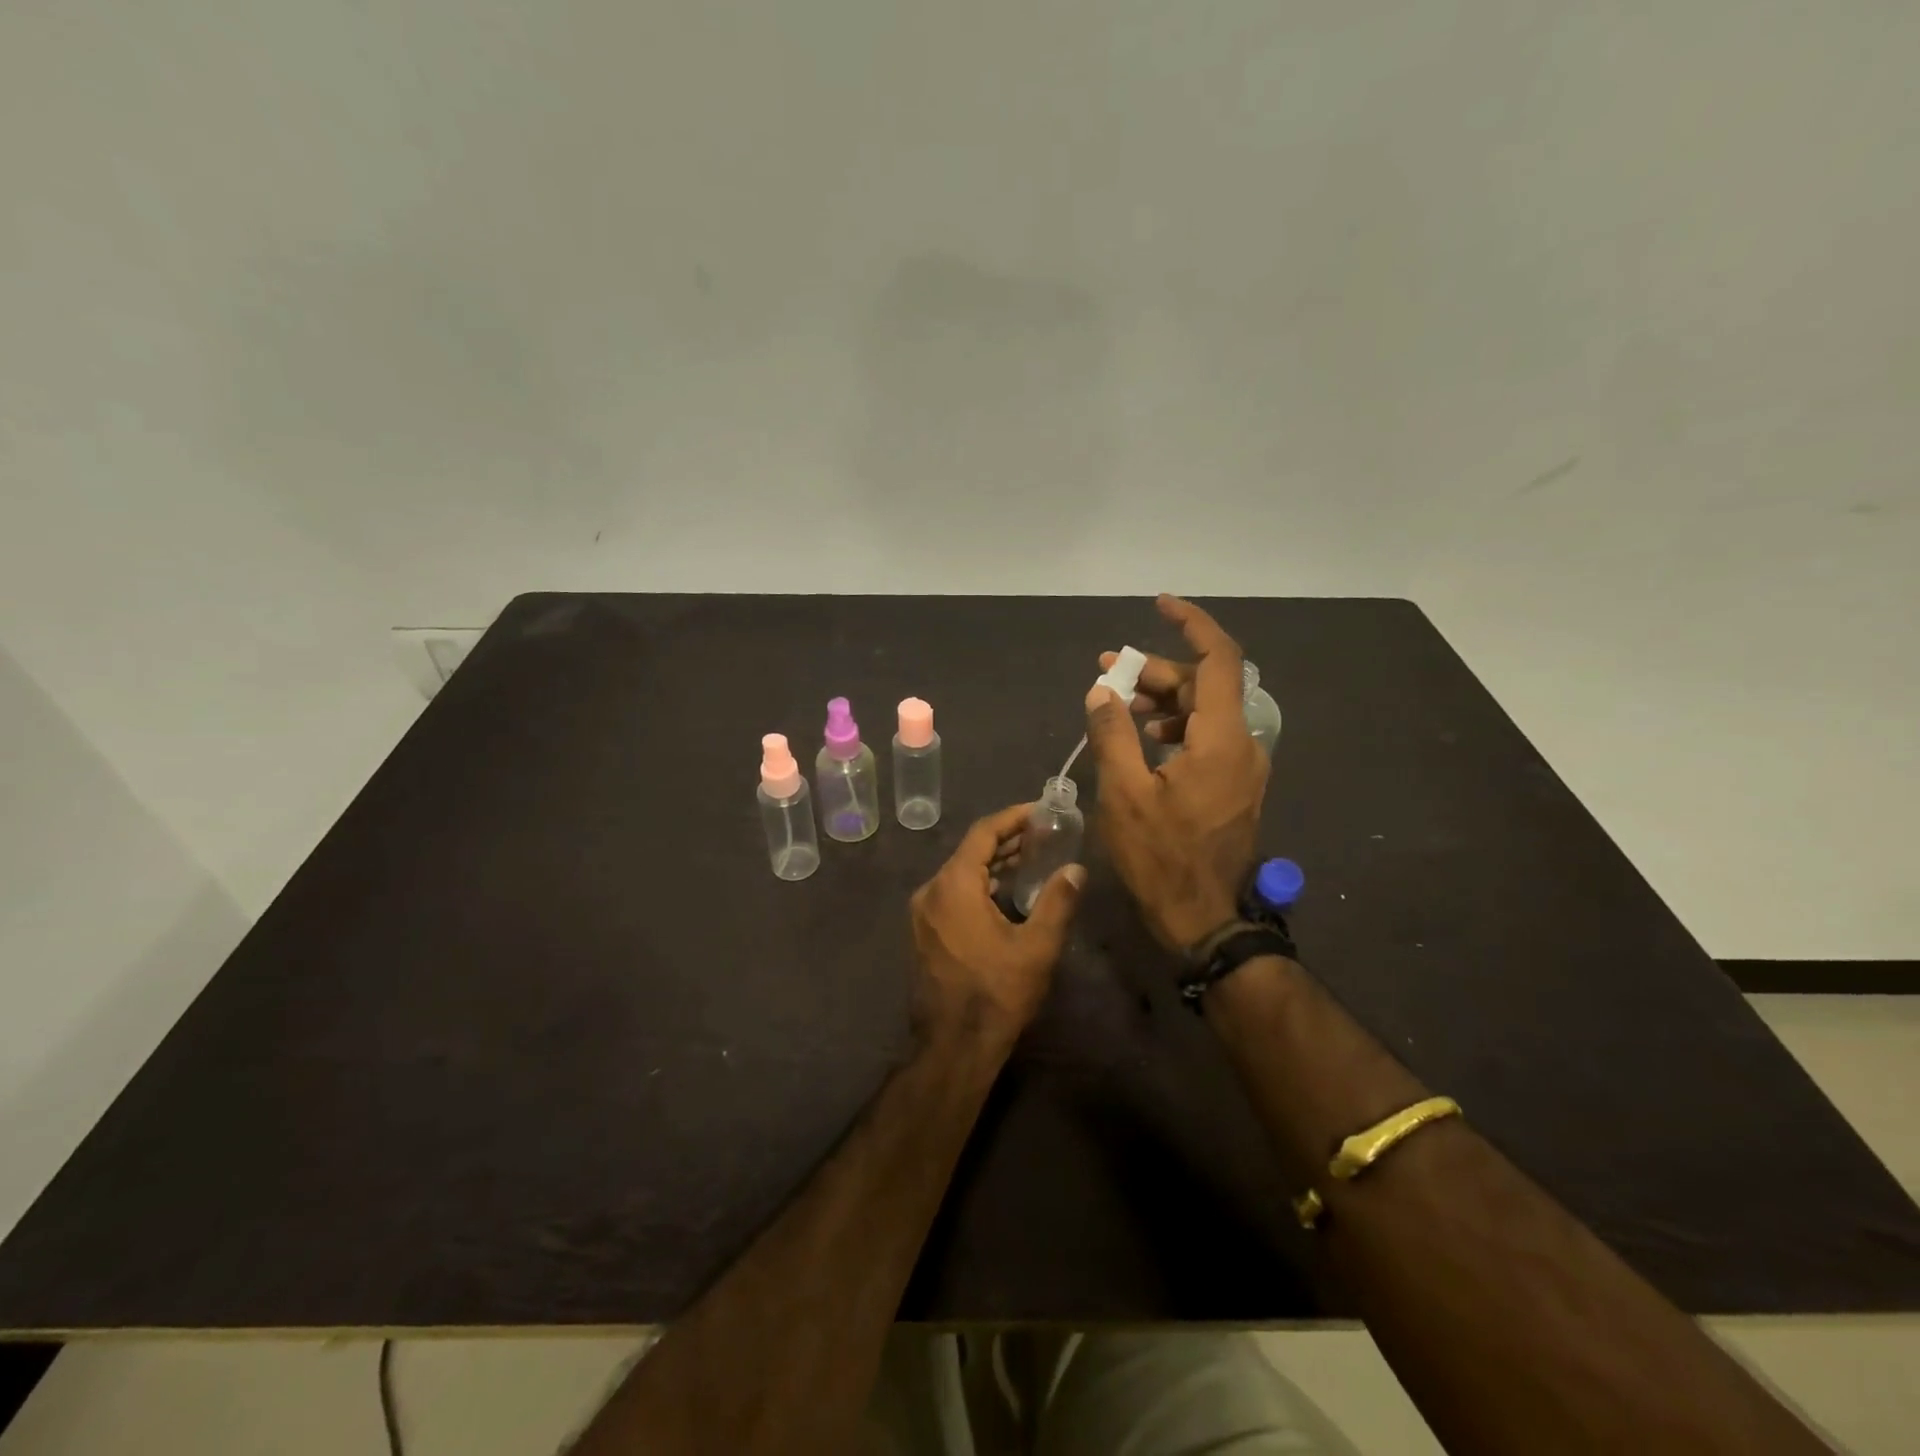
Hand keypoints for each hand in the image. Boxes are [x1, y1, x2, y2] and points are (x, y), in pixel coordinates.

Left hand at [910, 803, 1084, 1047]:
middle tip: (1042, 834)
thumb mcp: (1036, 947)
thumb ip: (1058, 902)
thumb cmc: (997, 993)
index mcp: (953, 885)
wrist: (953, 1045)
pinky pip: (952, 893)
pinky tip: (1004, 893)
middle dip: (1006, 840)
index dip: (1012, 818)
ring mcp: (923, 913)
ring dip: (993, 864)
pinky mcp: (925, 932)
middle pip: (970, 851)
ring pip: (960, 873)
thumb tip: (1076, 869)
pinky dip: (978, 885)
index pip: (983, 833)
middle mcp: (931, 891)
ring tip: (1030, 859)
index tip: (1039, 810)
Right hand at [1085, 595, 1267, 949]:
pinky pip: (1207, 737)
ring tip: (1117, 706)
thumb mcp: (1123, 793)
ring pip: (1205, 712)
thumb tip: (1101, 691)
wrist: (1202, 917)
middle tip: (1106, 673)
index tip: (1159, 605)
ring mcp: (1242, 767)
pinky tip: (1143, 739)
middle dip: (1156, 672)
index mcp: (1221, 740)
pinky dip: (1175, 727)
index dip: (1192, 625)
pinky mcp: (1234, 785)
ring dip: (1162, 701)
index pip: (1218, 660)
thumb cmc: (1160, 857)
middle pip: (1204, 685)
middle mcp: (1242, 744)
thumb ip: (1112, 734)